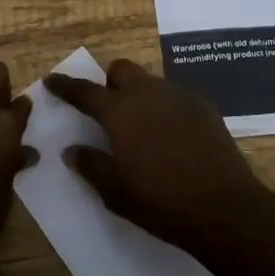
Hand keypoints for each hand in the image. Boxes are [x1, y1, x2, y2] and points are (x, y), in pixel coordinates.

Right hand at [43, 59, 274, 255]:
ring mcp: (178, 95)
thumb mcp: (117, 193)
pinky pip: (174, 95)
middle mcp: (147, 93)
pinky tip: (170, 134)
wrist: (223, 205)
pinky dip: (164, 107)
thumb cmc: (162, 202)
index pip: (85, 92)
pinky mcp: (203, 105)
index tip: (51, 79)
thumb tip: (72, 150)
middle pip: (121, 70)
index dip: (66, 86)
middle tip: (107, 110)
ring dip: (139, 94)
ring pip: (149, 81)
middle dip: (110, 83)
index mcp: (121, 112)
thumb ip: (92, 166)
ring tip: (141, 126)